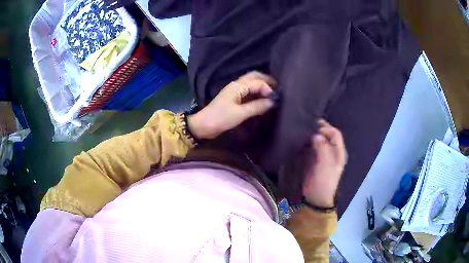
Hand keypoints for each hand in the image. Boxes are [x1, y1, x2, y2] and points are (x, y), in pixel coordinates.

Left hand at [188, 71, 276, 138]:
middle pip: (254, 76)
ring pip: (251, 82)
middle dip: (267, 80)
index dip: (268, 89)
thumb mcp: (240, 114)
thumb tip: (273, 102)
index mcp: (238, 86)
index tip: (276, 99)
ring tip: (273, 93)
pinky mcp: (234, 98)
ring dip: (262, 85)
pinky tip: (263, 98)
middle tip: (278, 89)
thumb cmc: (220, 118)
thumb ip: (257, 107)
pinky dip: (257, 92)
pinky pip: (248, 90)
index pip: (258, 82)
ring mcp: (235, 90)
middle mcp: (237, 84)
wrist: (203, 125)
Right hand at [303, 120, 346, 207]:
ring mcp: (324, 156)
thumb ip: (323, 148)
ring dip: (313, 135)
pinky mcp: (315, 161)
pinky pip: (313, 148)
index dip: (327, 128)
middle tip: (308, 125)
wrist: (315, 198)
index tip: (315, 128)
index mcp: (339, 152)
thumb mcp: (325, 165)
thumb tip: (317, 135)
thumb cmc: (323, 182)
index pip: (335, 134)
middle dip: (320, 129)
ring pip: (320, 141)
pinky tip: (302, 141)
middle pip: (328, 136)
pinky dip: (308, 143)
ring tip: (303, 131)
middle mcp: (333, 152)